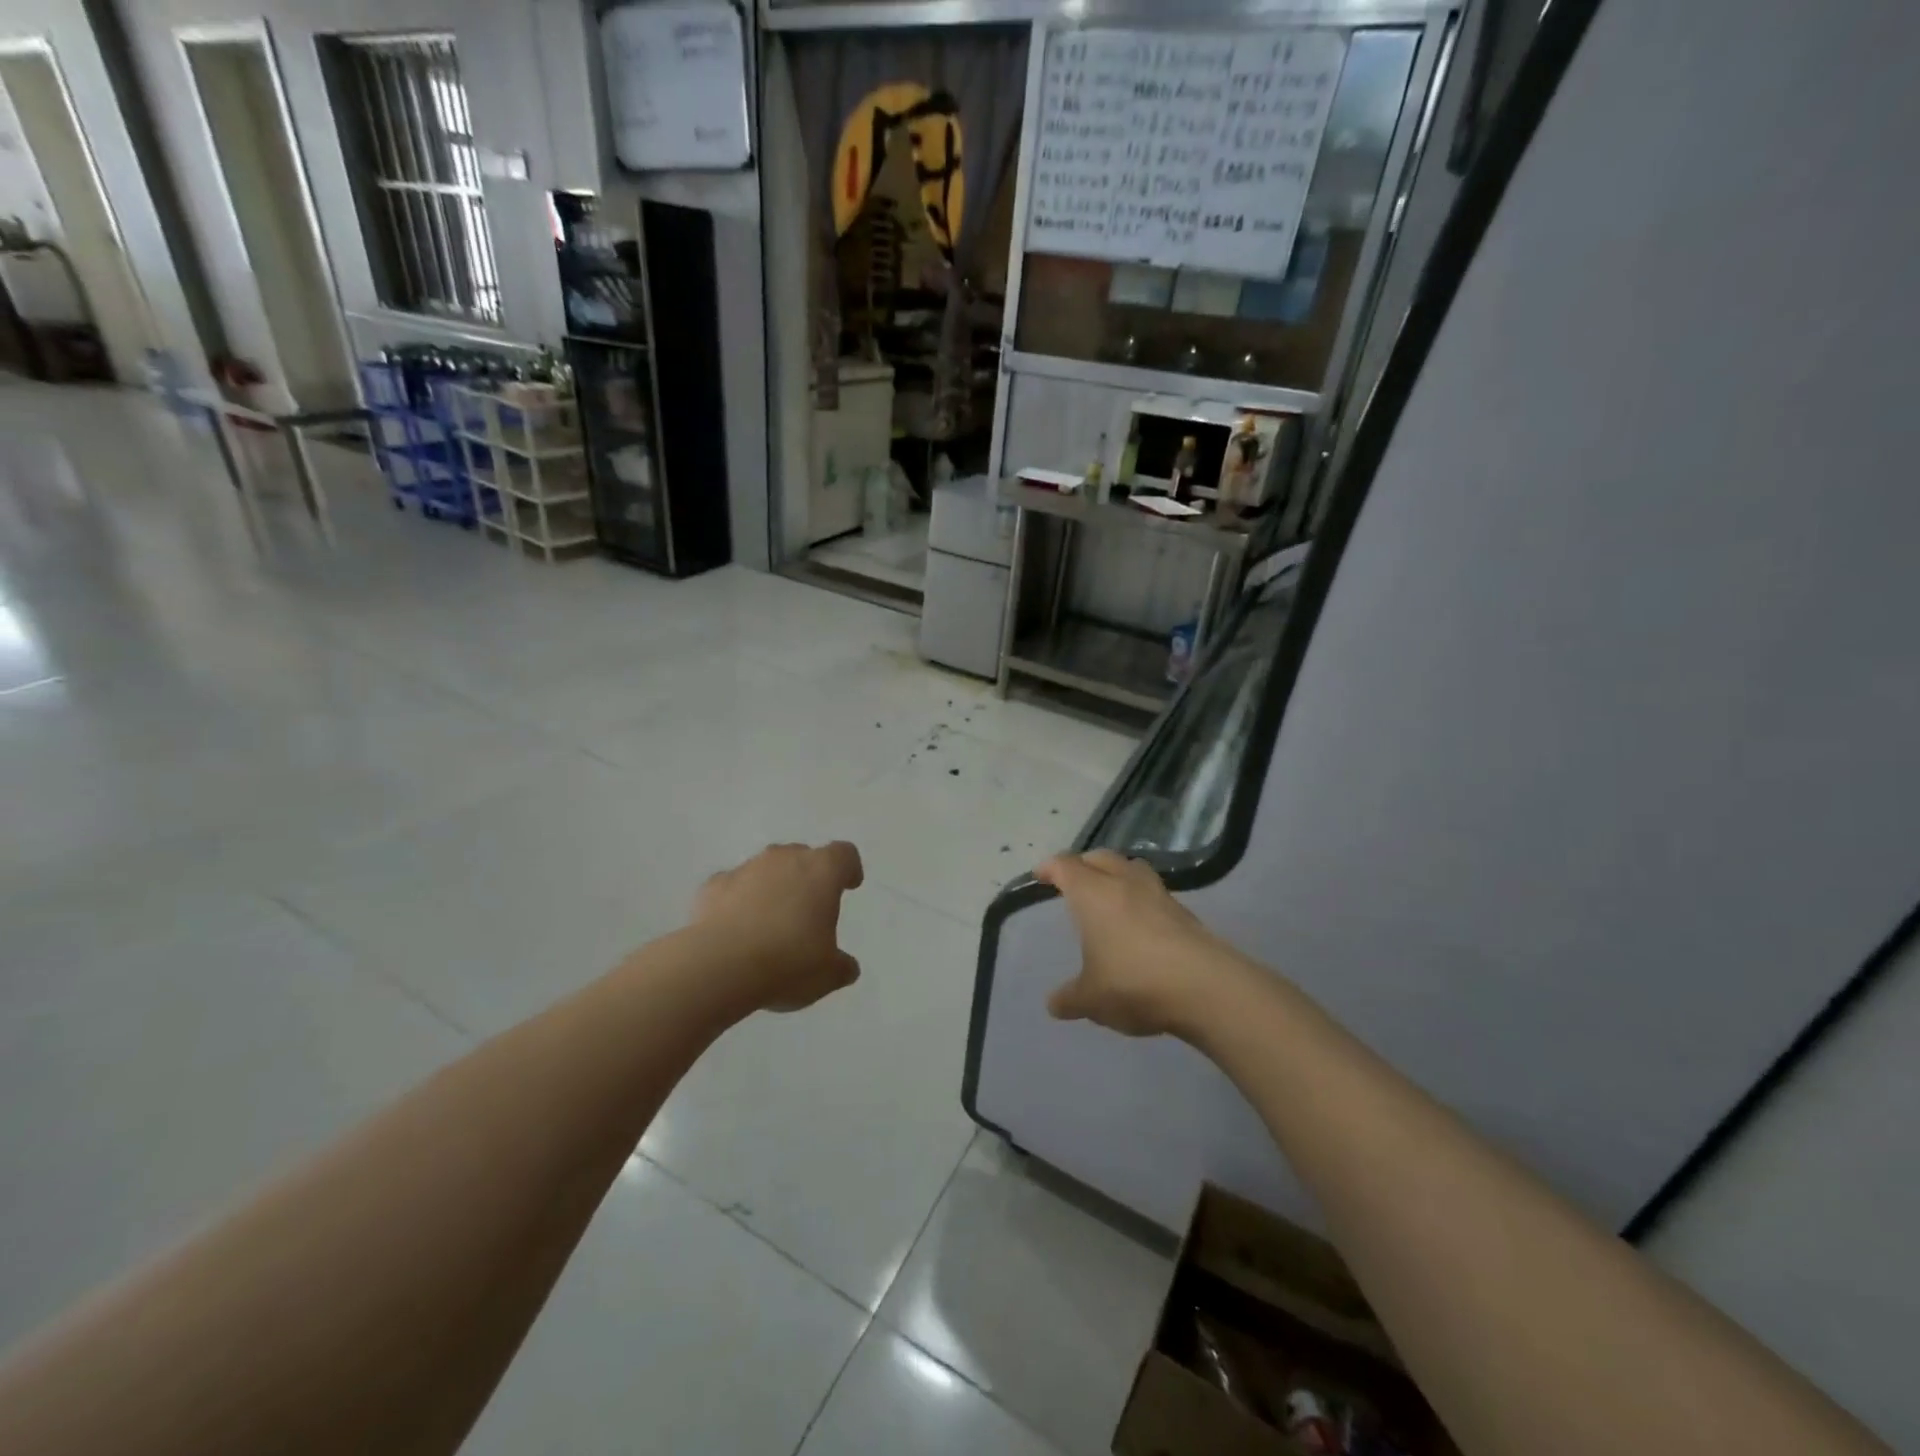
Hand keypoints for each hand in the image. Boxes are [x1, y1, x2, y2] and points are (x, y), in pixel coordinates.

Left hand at [690, 842, 863, 1012]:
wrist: (719, 966)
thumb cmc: (788, 962)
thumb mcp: (828, 974)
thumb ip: (841, 965)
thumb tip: (846, 966)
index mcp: (822, 871)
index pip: (844, 854)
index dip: (848, 868)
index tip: (849, 885)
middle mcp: (785, 859)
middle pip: (803, 856)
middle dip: (807, 877)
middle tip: (808, 910)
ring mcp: (746, 869)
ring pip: (766, 869)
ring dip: (771, 888)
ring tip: (769, 923)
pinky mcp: (712, 885)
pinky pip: (733, 887)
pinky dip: (737, 902)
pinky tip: (736, 930)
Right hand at [1036, 850, 1247, 1037]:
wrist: (1204, 987)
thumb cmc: (1133, 982)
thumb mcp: (1091, 998)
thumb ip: (1070, 998)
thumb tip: (1054, 1004)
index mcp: (1092, 893)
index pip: (1065, 866)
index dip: (1050, 868)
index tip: (1040, 875)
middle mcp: (1123, 882)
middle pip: (1100, 857)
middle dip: (1084, 864)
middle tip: (1074, 880)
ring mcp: (1158, 894)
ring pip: (1132, 868)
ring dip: (1117, 874)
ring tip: (1110, 894)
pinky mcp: (1184, 912)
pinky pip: (1154, 892)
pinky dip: (1141, 898)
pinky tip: (1140, 922)